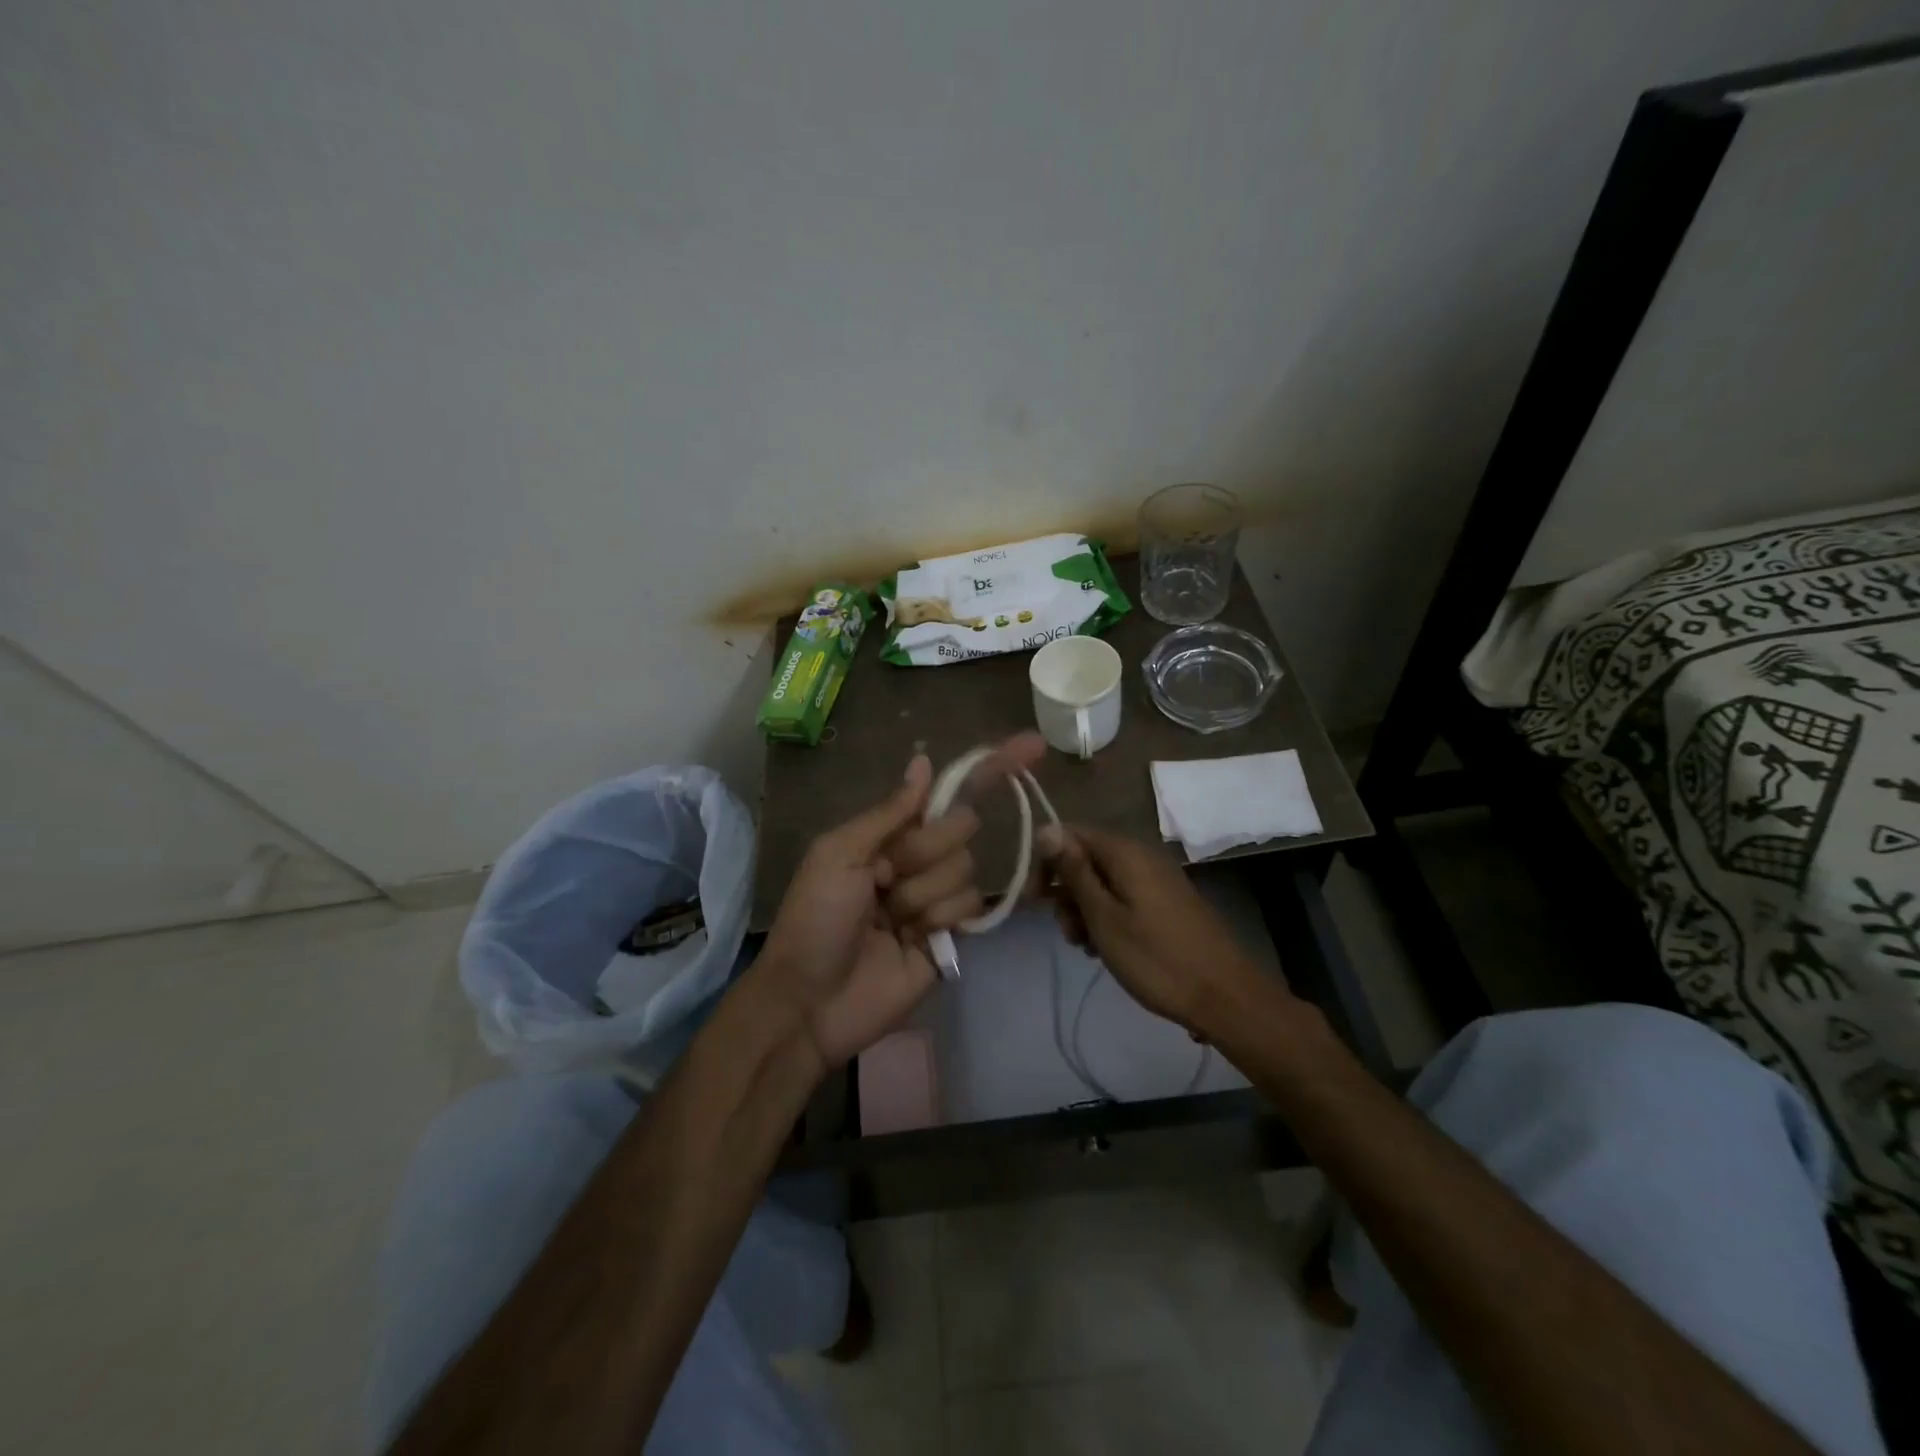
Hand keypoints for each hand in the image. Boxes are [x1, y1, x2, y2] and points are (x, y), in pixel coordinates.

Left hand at [758, 733, 1044, 1070]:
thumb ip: (889, 811)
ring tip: (890, 921)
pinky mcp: (951, 937)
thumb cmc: (816, 918)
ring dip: (924, 894)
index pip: (945, 794)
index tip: (1033, 746)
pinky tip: (914, 937)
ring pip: (965, 871)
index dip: (987, 770)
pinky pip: (970, 909)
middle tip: (885, 879)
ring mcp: (936, 898)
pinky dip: (941, 919)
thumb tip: (924, 761)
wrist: (811, 1001)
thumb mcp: (839, 853)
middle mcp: (918, 859)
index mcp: (890, 834)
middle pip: (960, 829)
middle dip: (924, 851)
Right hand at [1036, 823, 1271, 1031]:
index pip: (1069, 835)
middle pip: (1086, 860)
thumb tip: (1046, 829)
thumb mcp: (1104, 917)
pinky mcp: (1167, 902)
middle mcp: (1141, 857)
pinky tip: (1107, 949)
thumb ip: (1074, 872)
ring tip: (1087, 948)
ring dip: (1085, 911)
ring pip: (1103, 883)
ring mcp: (1157, 880)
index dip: (1046, 863)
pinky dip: (1108, 918)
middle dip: (1067, 893)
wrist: (1224, 997)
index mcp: (1125, 853)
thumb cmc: (1156, 958)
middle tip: (1068, 933)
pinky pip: (1124, 898)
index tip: (1035, 901)